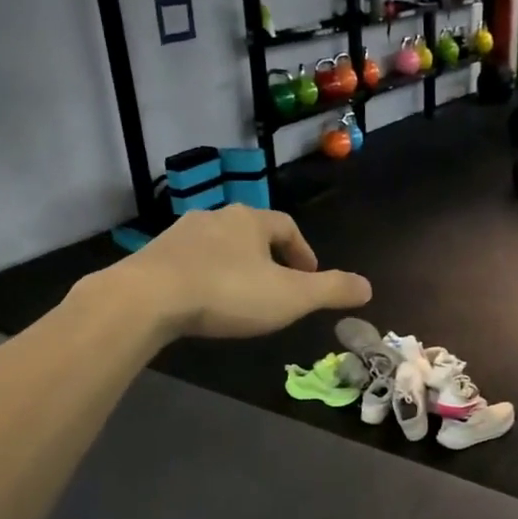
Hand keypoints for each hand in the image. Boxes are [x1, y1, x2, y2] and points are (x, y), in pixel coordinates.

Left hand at [105, 205, 370, 339]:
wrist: (149, 298)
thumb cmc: (229, 293)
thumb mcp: (291, 297)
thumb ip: (331, 290)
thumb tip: (368, 286)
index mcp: (251, 220)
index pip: (286, 227)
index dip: (303, 251)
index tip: (310, 276)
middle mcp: (216, 216)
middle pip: (251, 233)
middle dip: (268, 258)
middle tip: (277, 287)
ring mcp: (181, 234)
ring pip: (218, 247)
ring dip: (234, 267)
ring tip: (241, 296)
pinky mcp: (154, 255)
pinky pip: (190, 263)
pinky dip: (205, 277)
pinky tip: (203, 301)